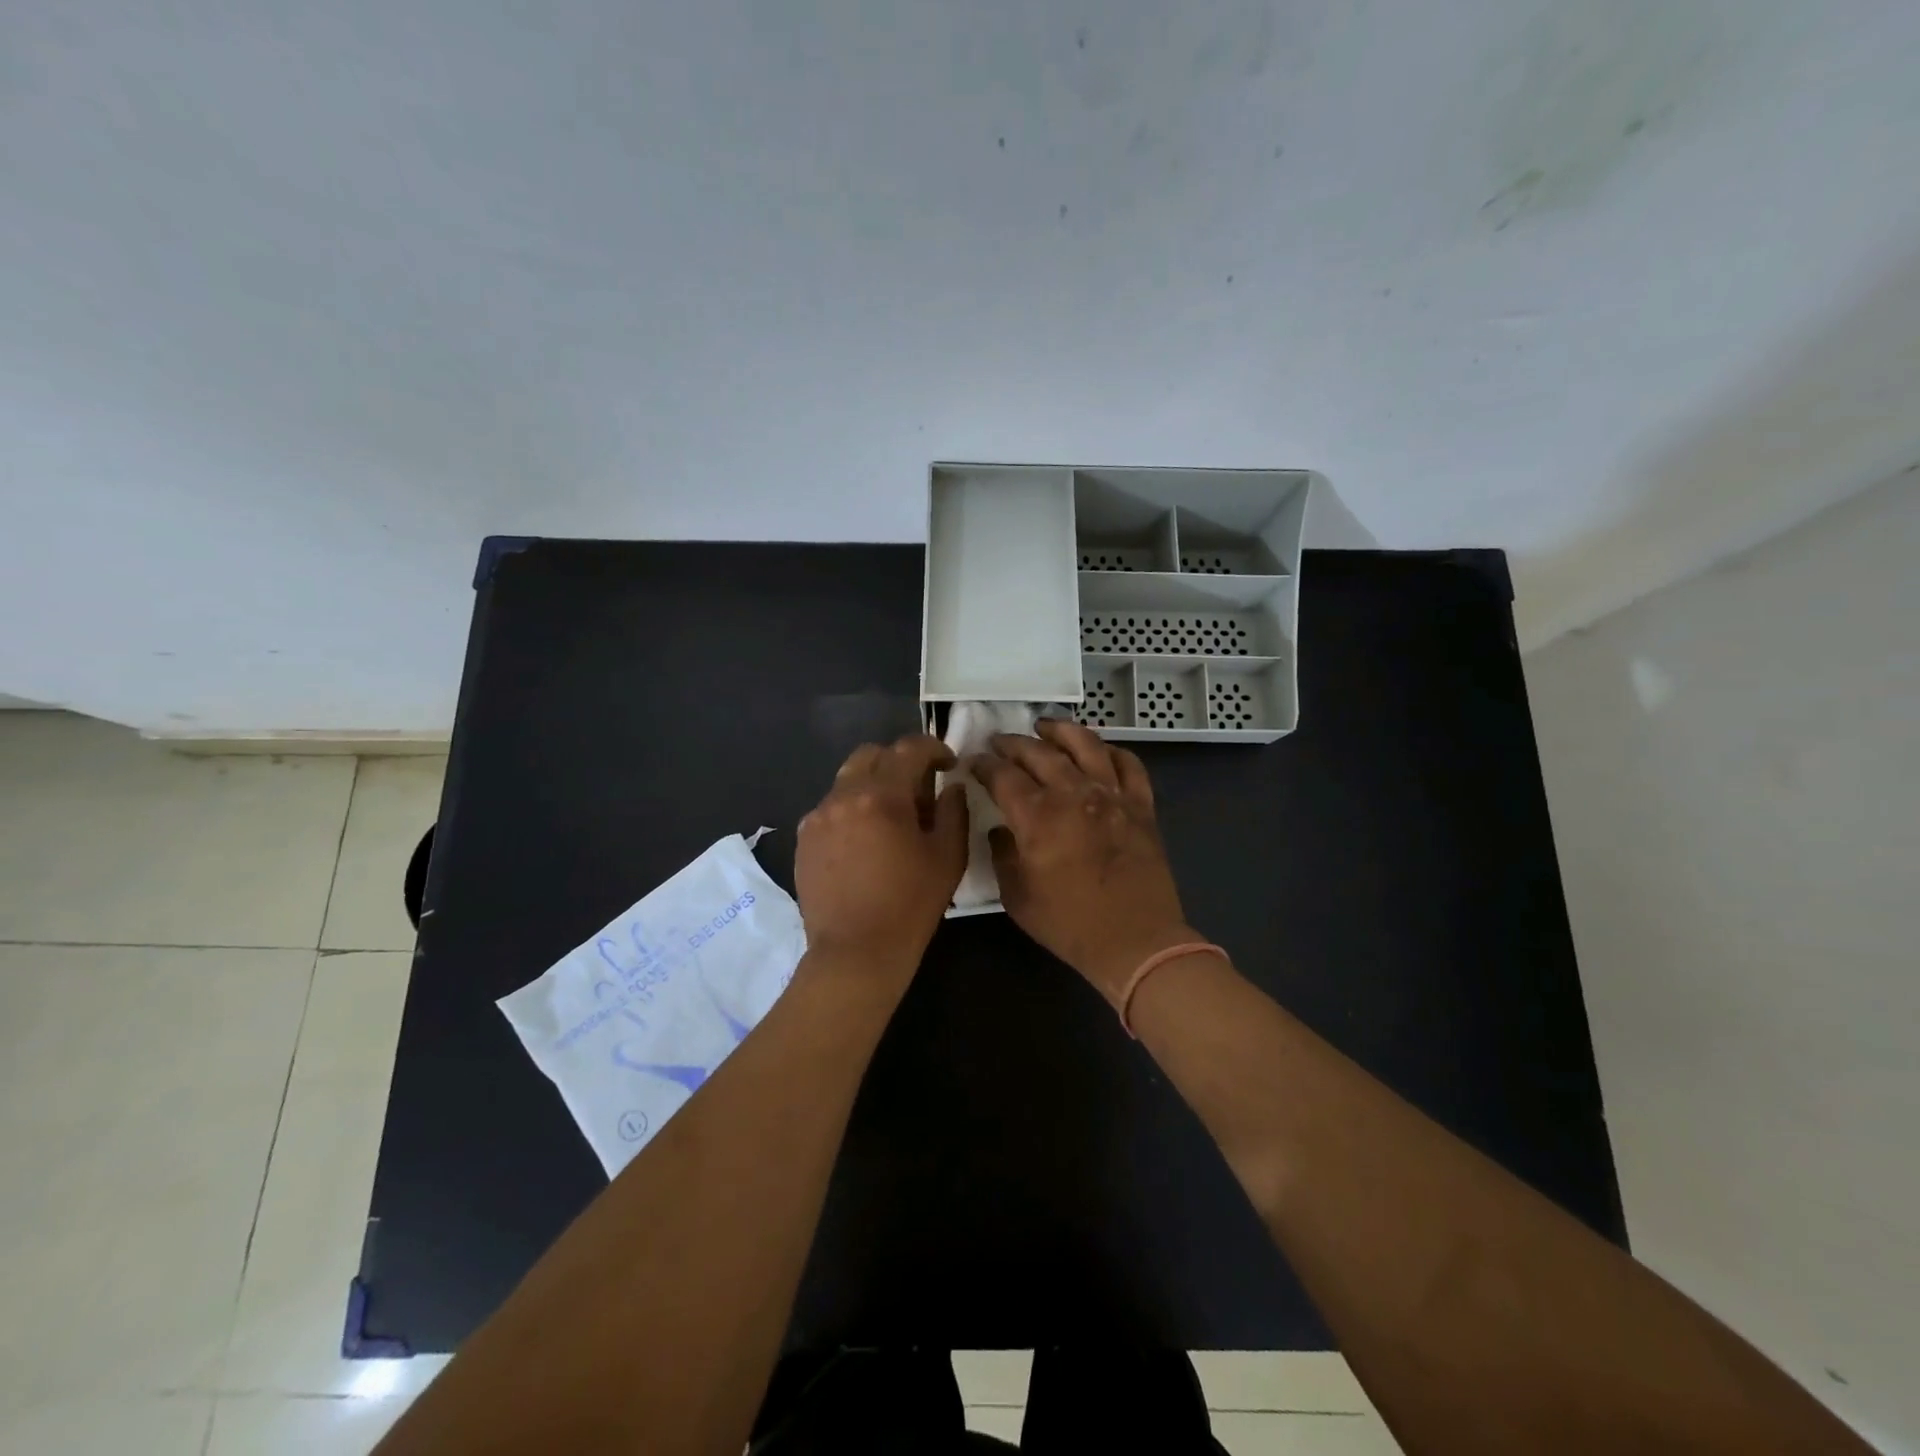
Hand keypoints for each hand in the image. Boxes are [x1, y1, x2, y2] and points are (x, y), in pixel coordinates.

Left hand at [795, 735, 968, 973]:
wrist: (855, 953)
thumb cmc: (910, 905)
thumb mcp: (948, 857)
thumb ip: (954, 811)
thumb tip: (951, 786)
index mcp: (882, 796)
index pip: (908, 749)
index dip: (933, 748)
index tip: (947, 764)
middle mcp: (843, 796)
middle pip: (871, 754)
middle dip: (898, 760)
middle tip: (918, 786)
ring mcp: (818, 816)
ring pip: (847, 780)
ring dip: (873, 785)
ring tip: (890, 817)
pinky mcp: (804, 838)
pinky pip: (831, 808)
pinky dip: (852, 810)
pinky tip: (864, 841)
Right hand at [968, 719, 1196, 1003]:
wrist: (1136, 940)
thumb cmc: (1070, 924)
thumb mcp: (1017, 897)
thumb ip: (1002, 856)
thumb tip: (1000, 830)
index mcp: (1038, 816)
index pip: (1003, 776)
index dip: (984, 765)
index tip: (973, 761)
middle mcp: (1073, 794)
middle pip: (1039, 753)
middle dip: (1014, 743)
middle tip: (999, 741)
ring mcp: (1111, 796)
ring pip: (1086, 745)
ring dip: (1062, 731)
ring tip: (1046, 725)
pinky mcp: (1140, 806)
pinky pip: (1129, 765)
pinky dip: (1112, 751)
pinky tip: (1100, 750)